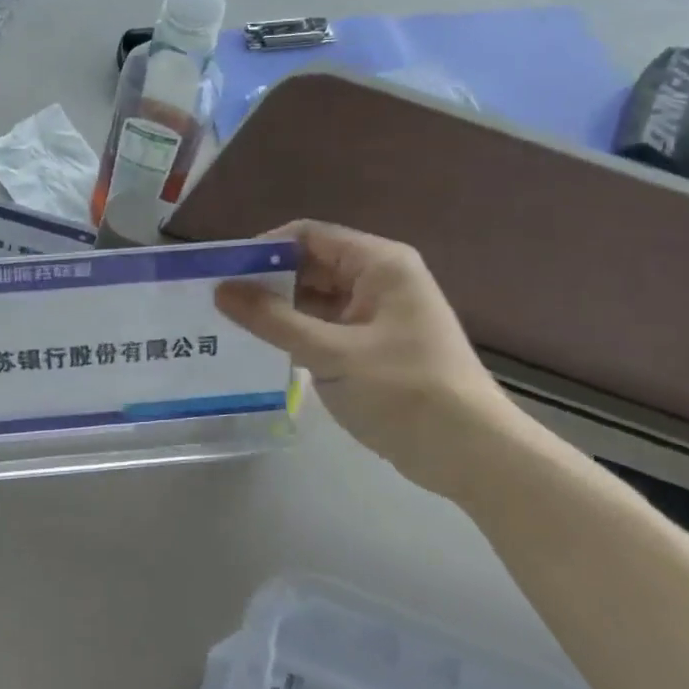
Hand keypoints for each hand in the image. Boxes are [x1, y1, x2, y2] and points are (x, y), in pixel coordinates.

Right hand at [215, 221, 513, 491]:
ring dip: (279, 310)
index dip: (264, 249)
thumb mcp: (331, 353)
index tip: (222, 273)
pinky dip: (298, 333)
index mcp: (379, 264)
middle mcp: (380, 279)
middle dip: (267, 281)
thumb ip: (273, 319)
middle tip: (218, 304)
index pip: (308, 236)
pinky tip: (264, 349)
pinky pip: (327, 326)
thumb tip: (221, 289)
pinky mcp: (375, 345)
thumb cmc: (404, 391)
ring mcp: (378, 313)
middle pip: (311, 264)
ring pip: (317, 298)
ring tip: (230, 326)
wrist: (470, 453)